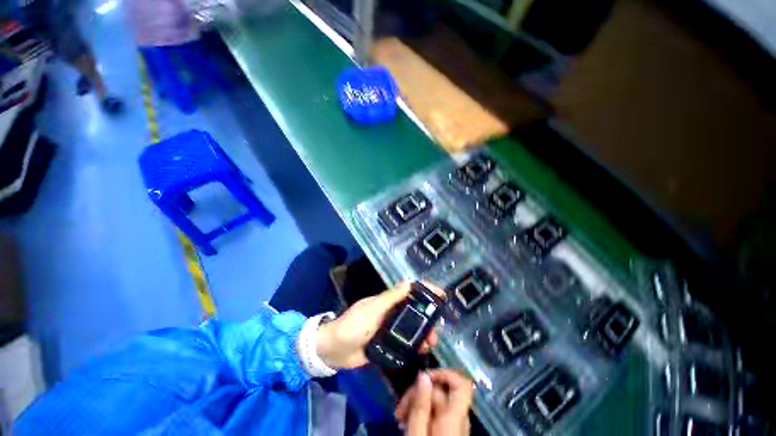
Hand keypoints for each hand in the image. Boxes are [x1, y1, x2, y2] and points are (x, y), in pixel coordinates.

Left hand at [316, 281, 443, 368]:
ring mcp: (389, 329)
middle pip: (414, 311)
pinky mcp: (386, 344)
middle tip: (438, 328)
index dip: (426, 290)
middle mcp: (391, 313)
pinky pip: (404, 343)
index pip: (410, 292)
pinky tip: (420, 352)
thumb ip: (391, 297)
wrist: (334, 350)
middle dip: (428, 317)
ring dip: (423, 333)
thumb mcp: (373, 309)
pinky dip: (414, 345)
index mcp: (388, 301)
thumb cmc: (354, 324)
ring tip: (430, 344)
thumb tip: (409, 282)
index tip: (441, 295)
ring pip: (411, 328)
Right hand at [395, 369, 473, 435]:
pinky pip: (438, 415)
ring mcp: (455, 428)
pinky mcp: (449, 434)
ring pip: (439, 403)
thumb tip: (423, 375)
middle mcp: (459, 421)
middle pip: (444, 392)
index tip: (423, 377)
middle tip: (400, 407)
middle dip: (420, 393)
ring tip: (401, 417)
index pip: (463, 384)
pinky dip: (423, 414)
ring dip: (419, 403)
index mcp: (454, 420)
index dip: (445, 374)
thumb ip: (421, 406)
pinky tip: (408, 423)